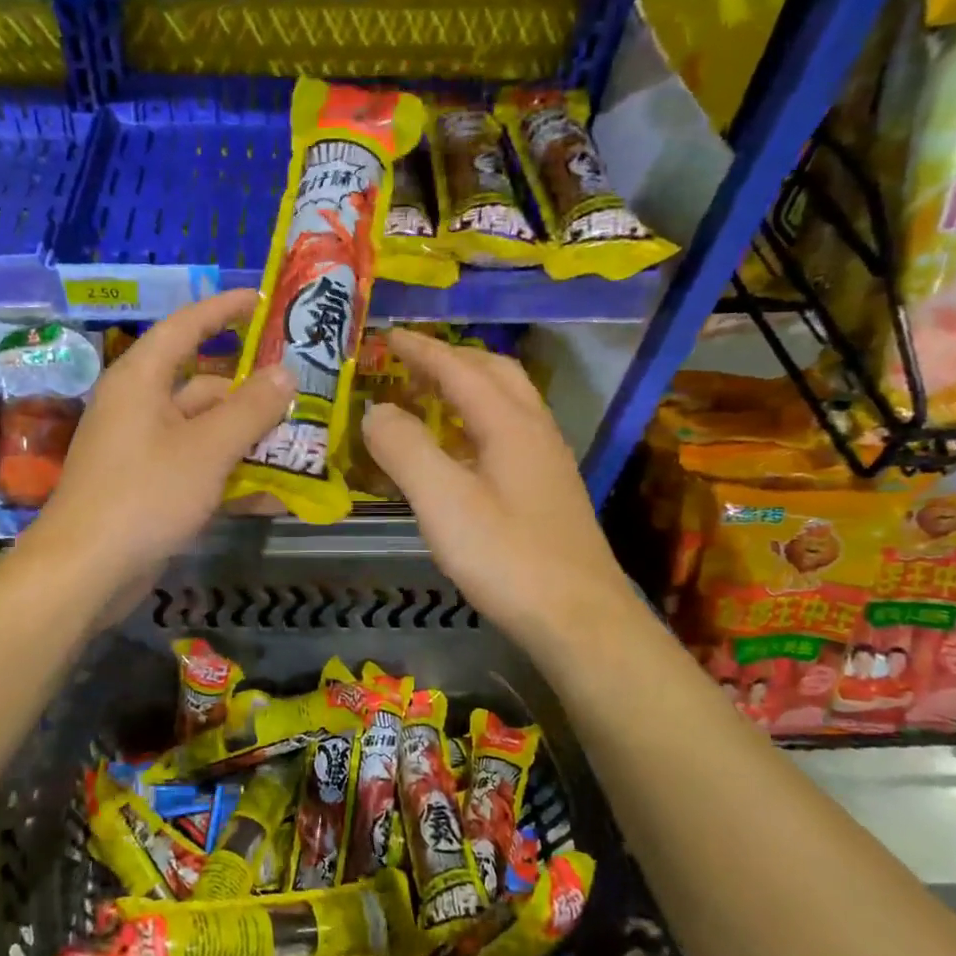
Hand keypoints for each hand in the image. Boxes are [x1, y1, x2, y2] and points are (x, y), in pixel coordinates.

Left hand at [26, 290, 292, 590]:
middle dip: (254, 393)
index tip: (265, 301)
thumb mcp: (207, 448)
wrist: (86, 572)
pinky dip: (232, 478)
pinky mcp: (149, 490)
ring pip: (206, 433)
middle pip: (204, 386)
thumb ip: (250, 409)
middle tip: (305, 393)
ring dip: (250, 440)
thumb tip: (285, 373)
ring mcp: (143, 451)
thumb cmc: (145, 494)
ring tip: (304, 444)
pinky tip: (276, 496)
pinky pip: (198, 471)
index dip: (225, 309)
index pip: (186, 326)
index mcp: (141, 379)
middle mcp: (140, 408)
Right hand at [361, 329, 637, 653]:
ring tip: (428, 399)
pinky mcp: (548, 492)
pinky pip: (508, 434)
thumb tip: (375, 410)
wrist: (579, 619)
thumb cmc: (507, 557)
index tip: (388, 335)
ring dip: (467, 388)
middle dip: (451, 359)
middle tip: (410, 363)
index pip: (460, 369)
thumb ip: (405, 449)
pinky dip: (476, 422)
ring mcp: (547, 462)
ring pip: (507, 403)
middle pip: (495, 374)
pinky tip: (458, 452)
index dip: (422, 350)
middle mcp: (535, 432)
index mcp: (511, 424)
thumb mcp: (443, 501)